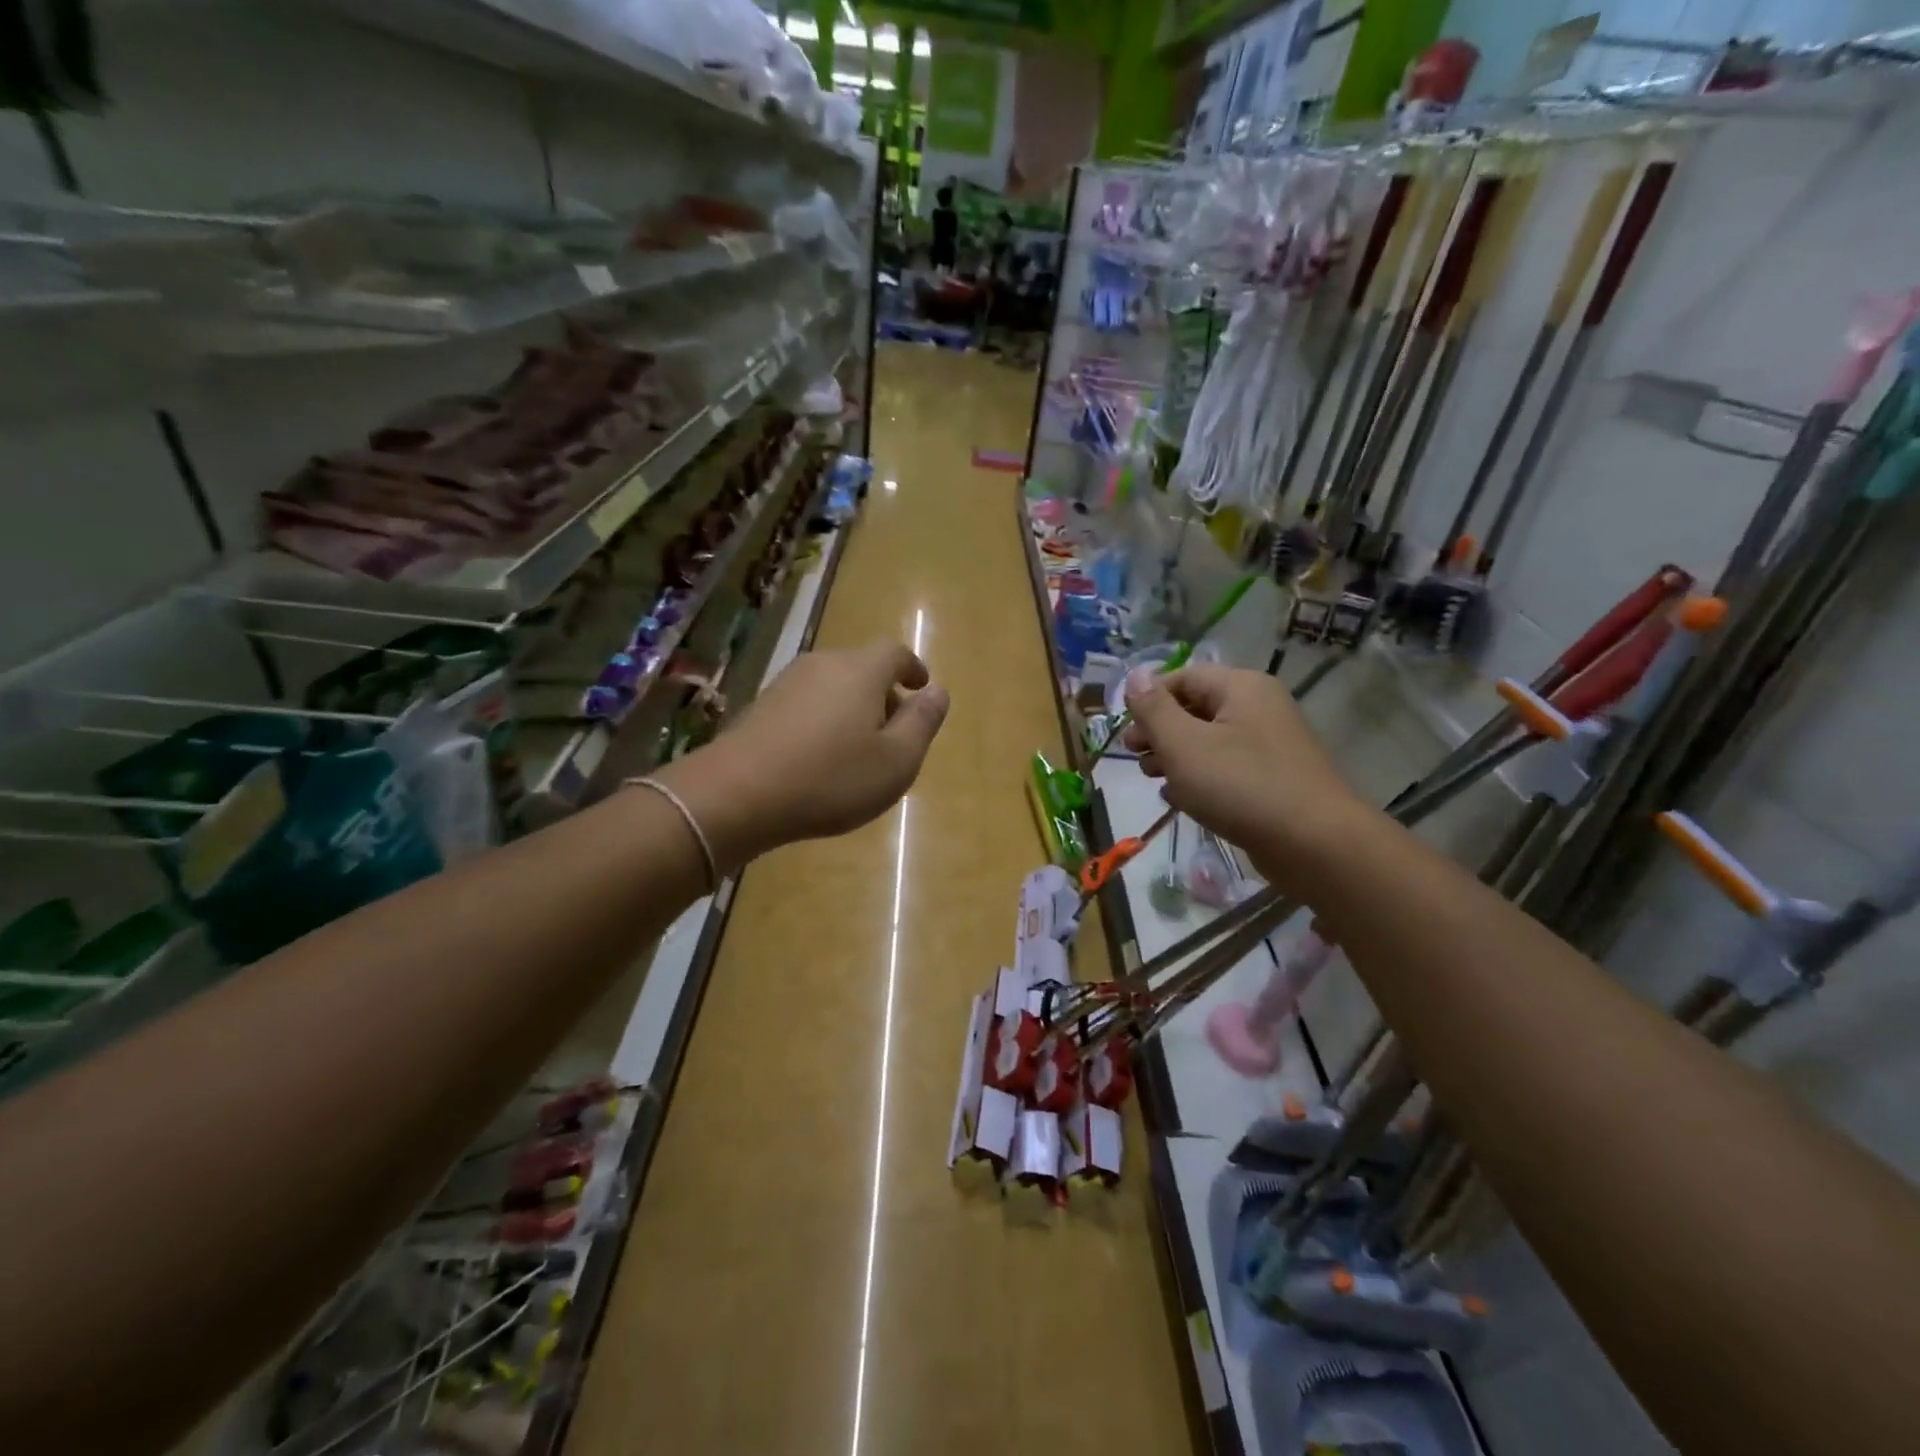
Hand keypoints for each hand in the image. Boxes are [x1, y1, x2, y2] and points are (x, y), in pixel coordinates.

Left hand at [659, 640, 948, 867]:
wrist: (737, 794)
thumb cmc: (831, 778)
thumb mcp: (896, 760)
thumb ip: (922, 722)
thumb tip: (938, 692)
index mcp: (861, 671)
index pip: (895, 653)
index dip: (912, 668)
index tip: (921, 688)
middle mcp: (823, 664)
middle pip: (862, 668)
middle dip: (883, 693)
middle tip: (893, 731)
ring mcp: (786, 683)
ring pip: (832, 686)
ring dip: (851, 708)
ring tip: (857, 749)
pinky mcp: (760, 706)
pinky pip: (806, 704)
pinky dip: (823, 721)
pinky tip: (819, 758)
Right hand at [1121, 664, 1365, 886]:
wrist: (1315, 844)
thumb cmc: (1240, 785)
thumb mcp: (1183, 744)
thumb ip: (1154, 709)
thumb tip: (1134, 676)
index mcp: (1241, 688)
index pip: (1183, 677)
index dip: (1149, 699)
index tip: (1125, 729)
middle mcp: (1258, 707)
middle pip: (1194, 708)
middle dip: (1158, 730)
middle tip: (1133, 755)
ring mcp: (1269, 744)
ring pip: (1208, 740)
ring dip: (1174, 756)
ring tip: (1152, 778)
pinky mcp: (1272, 778)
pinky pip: (1226, 767)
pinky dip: (1199, 778)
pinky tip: (1180, 799)